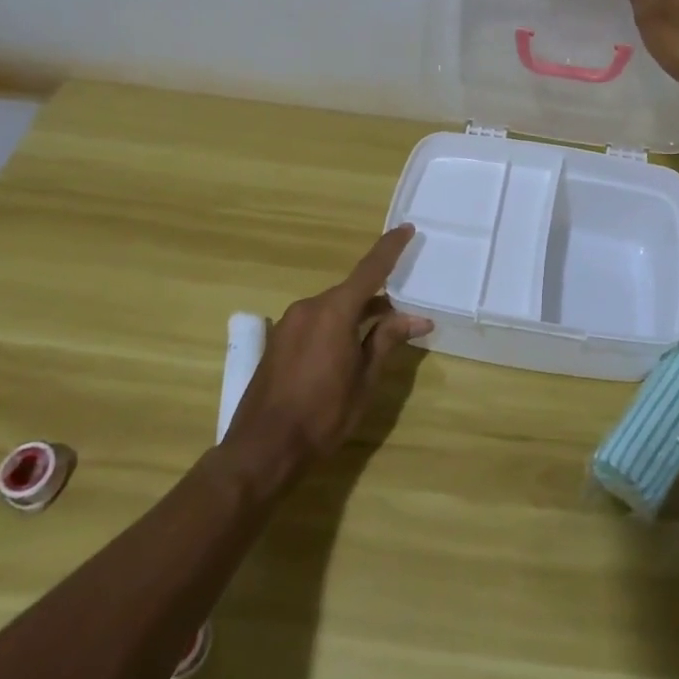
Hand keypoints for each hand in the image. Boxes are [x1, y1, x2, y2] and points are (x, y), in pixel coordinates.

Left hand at [220, 225, 431, 488]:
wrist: (261, 450)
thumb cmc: (322, 415)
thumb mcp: (364, 380)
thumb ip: (386, 341)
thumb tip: (416, 318)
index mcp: (334, 311)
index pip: (370, 269)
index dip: (390, 248)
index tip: (406, 228)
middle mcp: (309, 307)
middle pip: (351, 291)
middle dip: (377, 298)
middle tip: (403, 313)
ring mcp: (289, 323)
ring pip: (332, 307)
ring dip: (355, 315)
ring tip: (377, 337)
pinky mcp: (278, 340)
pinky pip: (315, 321)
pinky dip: (335, 326)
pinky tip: (345, 351)